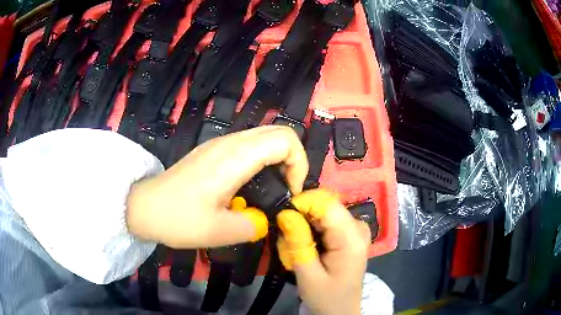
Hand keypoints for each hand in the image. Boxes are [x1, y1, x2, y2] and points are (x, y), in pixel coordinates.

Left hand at [125, 126, 307, 247]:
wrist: (144, 206)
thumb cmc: (177, 218)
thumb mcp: (218, 232)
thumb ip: (252, 226)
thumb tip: (264, 221)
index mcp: (234, 158)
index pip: (285, 139)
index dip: (299, 163)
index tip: (291, 191)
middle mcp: (230, 143)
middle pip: (278, 131)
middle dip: (293, 159)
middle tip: (286, 189)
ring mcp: (220, 143)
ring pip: (264, 136)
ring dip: (278, 158)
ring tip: (272, 188)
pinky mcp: (213, 150)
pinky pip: (249, 144)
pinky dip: (263, 158)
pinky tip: (251, 184)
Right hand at [277, 189, 370, 314]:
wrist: (341, 310)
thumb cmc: (327, 297)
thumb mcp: (308, 275)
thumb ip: (298, 243)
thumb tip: (285, 213)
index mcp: (352, 238)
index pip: (326, 203)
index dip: (301, 203)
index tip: (282, 217)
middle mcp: (358, 227)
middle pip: (325, 206)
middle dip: (301, 216)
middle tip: (286, 238)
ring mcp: (355, 229)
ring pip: (323, 212)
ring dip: (304, 224)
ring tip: (294, 245)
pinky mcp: (350, 233)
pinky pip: (327, 220)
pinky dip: (311, 229)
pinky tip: (306, 246)